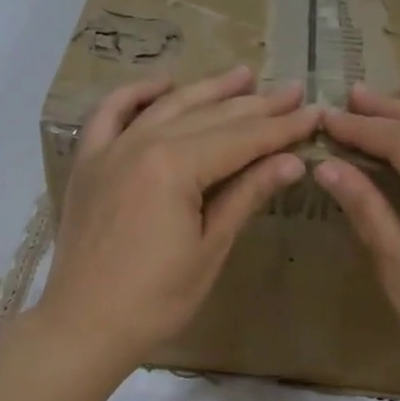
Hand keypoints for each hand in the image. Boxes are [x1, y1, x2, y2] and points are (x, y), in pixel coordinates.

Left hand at [36, 66, 320, 369]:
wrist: (85, 325)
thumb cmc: (156, 299)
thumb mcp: (209, 249)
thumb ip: (246, 196)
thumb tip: (291, 161)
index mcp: (175, 167)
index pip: (241, 139)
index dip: (281, 128)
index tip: (315, 114)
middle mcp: (142, 144)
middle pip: (209, 117)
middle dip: (256, 105)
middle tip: (293, 91)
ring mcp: (110, 149)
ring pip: (167, 107)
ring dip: (208, 90)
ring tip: (244, 75)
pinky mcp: (88, 162)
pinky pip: (109, 114)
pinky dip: (136, 95)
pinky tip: (163, 86)